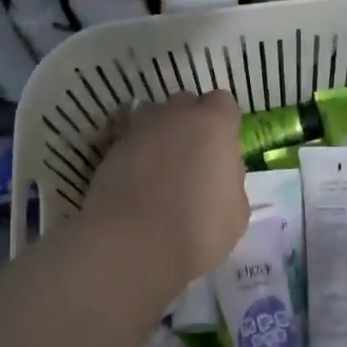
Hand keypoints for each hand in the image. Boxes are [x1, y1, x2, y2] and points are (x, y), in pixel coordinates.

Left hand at [81, 92, 248, 291]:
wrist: (133, 244)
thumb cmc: (198, 229)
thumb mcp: (236, 212)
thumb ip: (229, 181)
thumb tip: (216, 176)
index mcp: (213, 124)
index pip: (222, 103)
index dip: (223, 125)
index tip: (222, 151)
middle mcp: (175, 116)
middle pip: (185, 104)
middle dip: (189, 123)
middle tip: (192, 160)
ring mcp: (139, 130)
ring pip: (152, 117)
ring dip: (159, 134)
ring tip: (160, 168)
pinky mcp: (110, 150)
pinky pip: (128, 142)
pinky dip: (134, 156)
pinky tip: (136, 185)